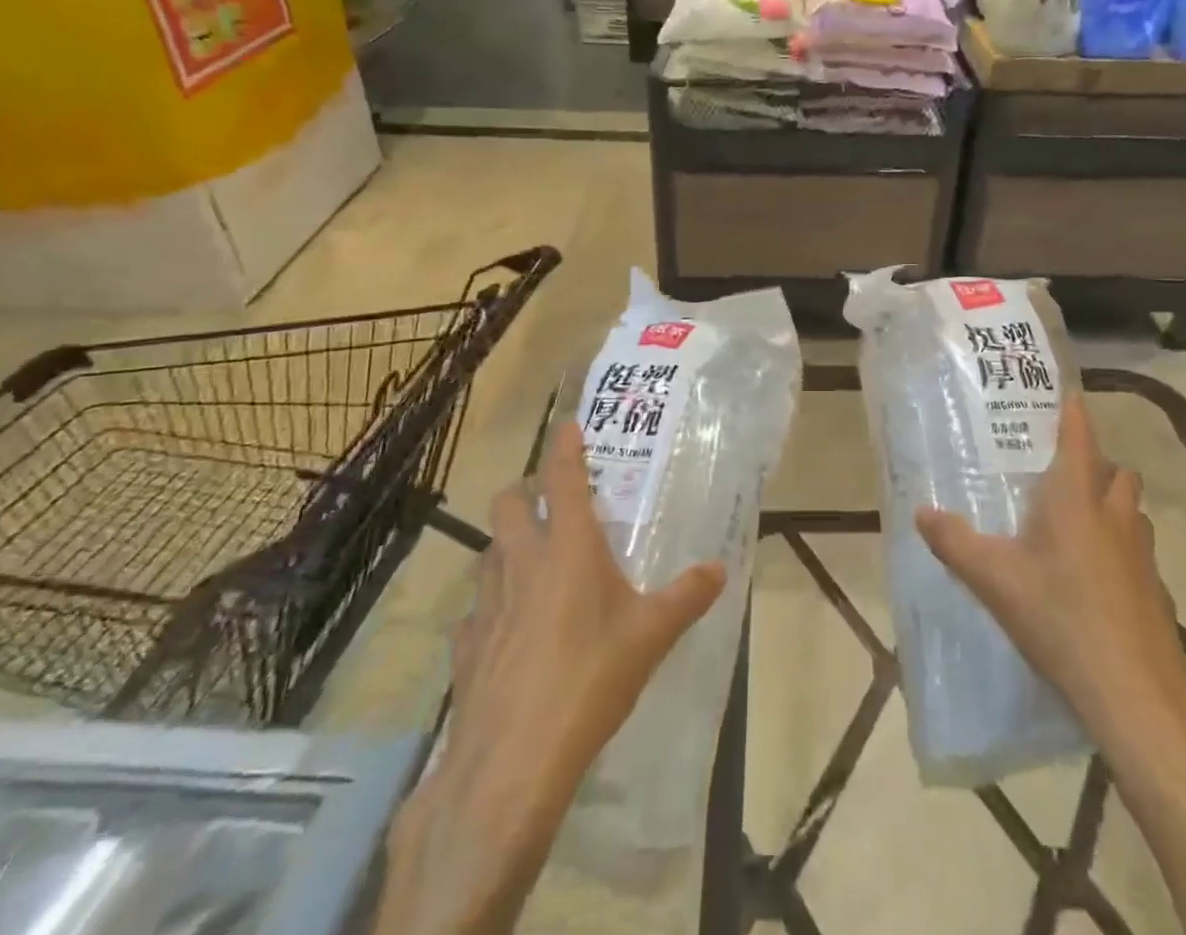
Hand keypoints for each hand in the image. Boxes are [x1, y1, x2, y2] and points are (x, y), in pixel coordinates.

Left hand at [373, 423, 724, 934]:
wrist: (513, 762)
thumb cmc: (591, 678)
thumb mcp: (652, 635)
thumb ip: (687, 596)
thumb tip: (720, 570)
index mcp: (569, 547)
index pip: (562, 478)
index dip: (564, 446)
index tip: (567, 424)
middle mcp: (523, 563)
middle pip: (508, 503)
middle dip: (524, 491)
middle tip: (549, 503)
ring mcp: (487, 605)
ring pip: (487, 552)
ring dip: (506, 545)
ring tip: (531, 563)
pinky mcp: (466, 648)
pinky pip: (474, 611)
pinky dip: (490, 607)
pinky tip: (507, 631)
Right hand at [914, 396, 1185, 744]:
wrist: (1134, 692)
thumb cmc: (1059, 617)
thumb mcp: (993, 580)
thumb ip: (954, 542)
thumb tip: (920, 512)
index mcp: (1075, 498)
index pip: (1080, 436)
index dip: (1073, 413)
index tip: (1066, 396)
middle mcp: (1115, 514)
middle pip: (1117, 470)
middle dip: (1096, 463)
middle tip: (1063, 474)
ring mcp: (1143, 553)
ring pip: (1132, 509)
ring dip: (1112, 505)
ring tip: (1079, 523)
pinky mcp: (1157, 590)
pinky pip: (1139, 550)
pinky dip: (1122, 549)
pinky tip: (1096, 579)